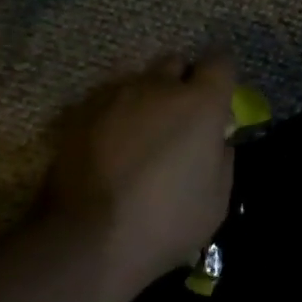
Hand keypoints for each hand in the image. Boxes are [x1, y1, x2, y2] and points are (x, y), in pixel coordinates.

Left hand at [42, 57, 236, 297]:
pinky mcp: (79, 113)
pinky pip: (107, 103)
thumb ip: (222, 158)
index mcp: (200, 103)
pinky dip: (114, 117)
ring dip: (146, 100)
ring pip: (138, 82)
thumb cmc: (166, 221)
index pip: (220, 62)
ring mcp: (114, 96)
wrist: (87, 239)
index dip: (221, 79)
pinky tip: (110, 148)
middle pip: (176, 64)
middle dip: (182, 83)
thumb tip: (215, 141)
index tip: (219, 102)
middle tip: (180, 120)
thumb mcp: (217, 199)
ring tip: (140, 137)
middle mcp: (158, 87)